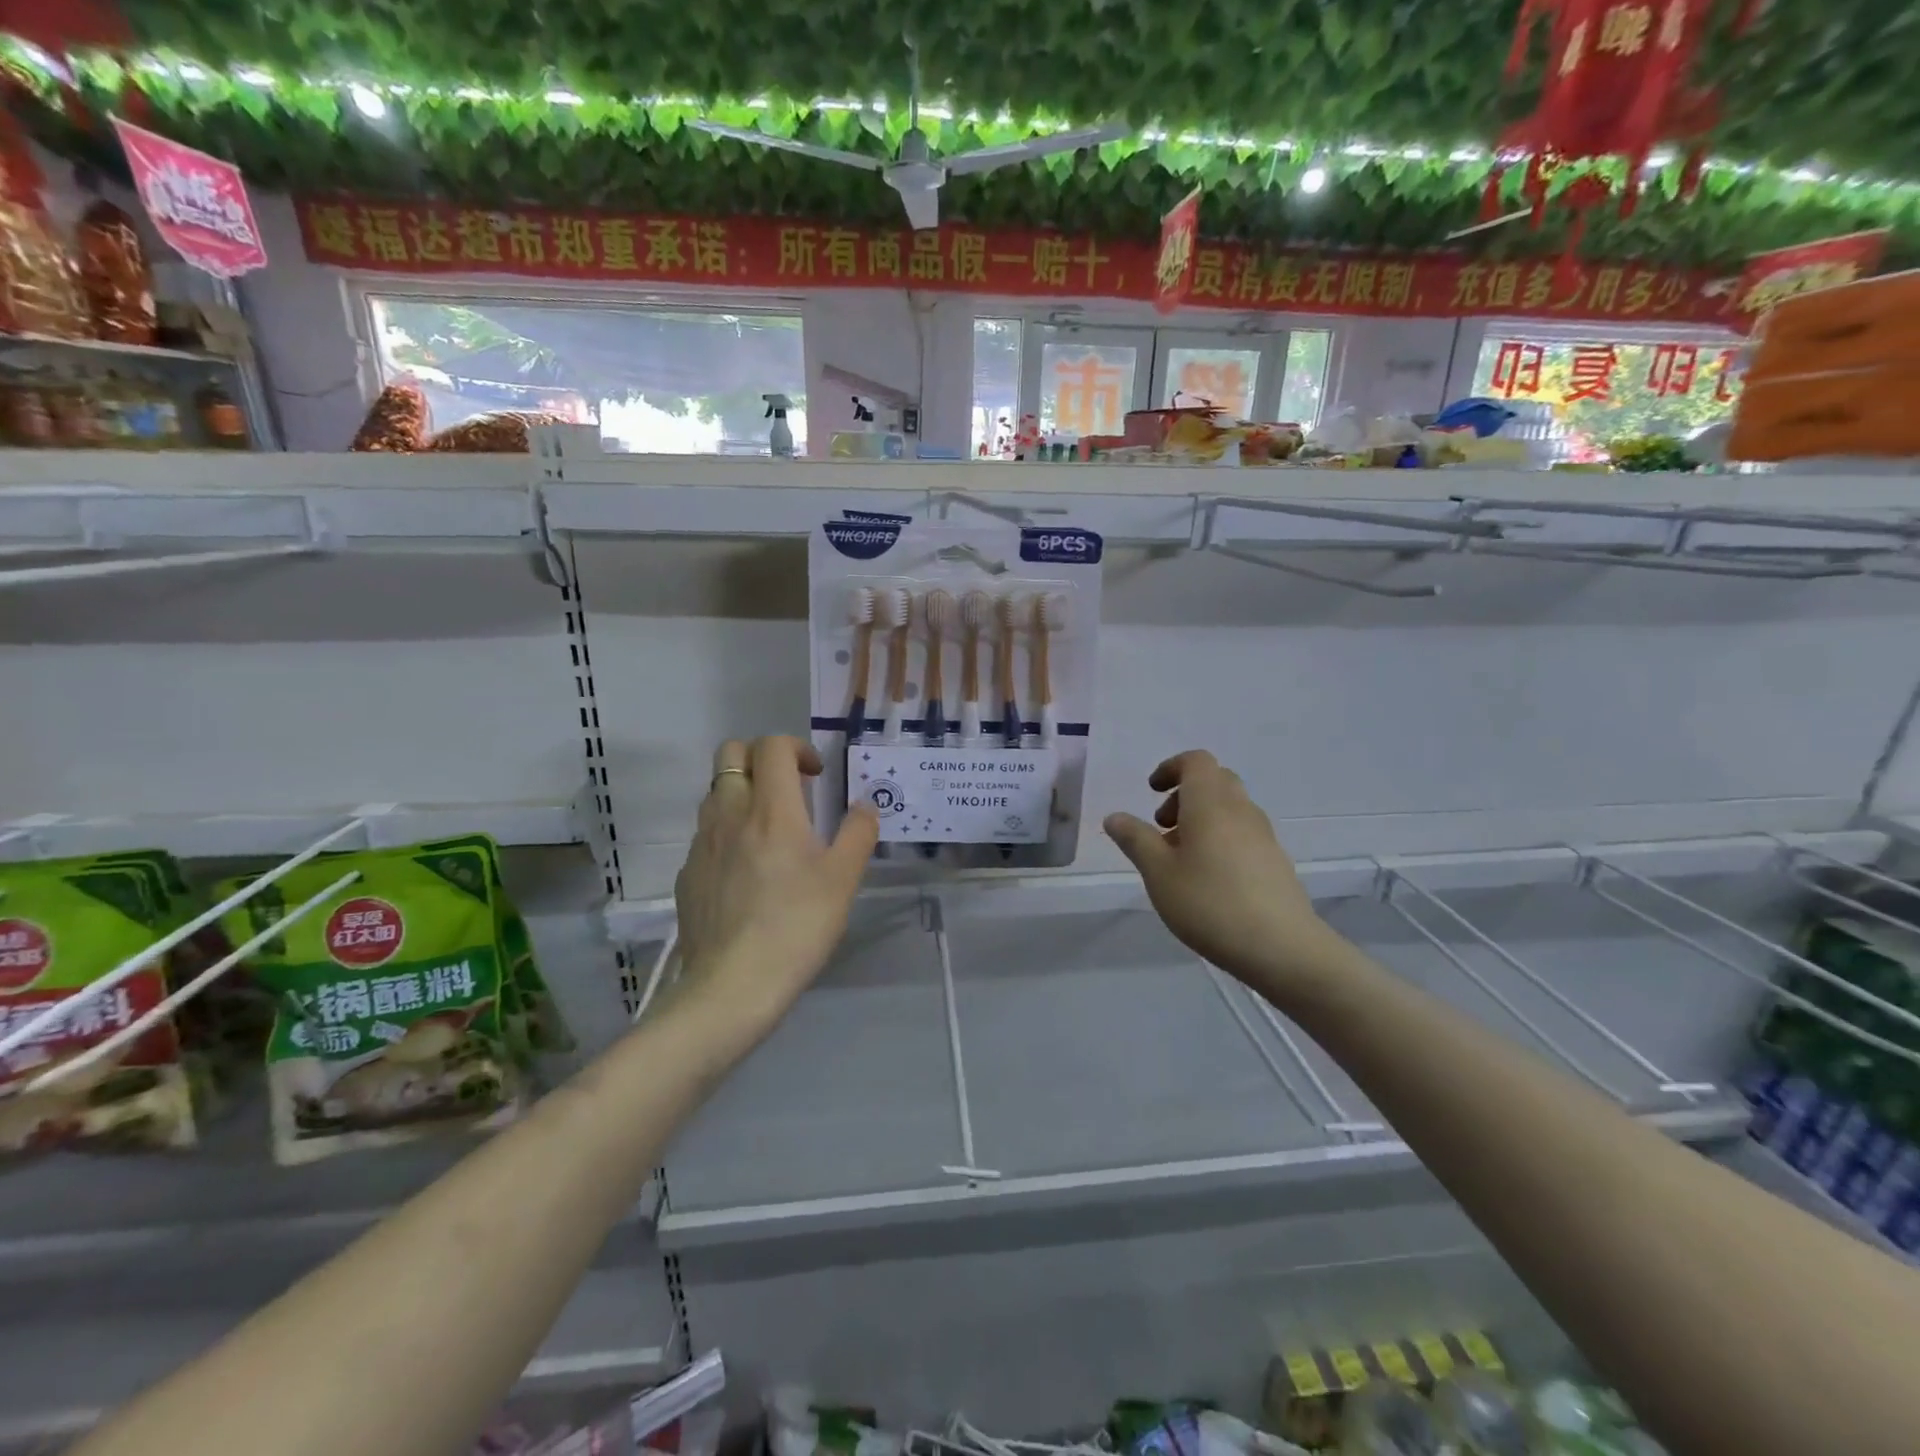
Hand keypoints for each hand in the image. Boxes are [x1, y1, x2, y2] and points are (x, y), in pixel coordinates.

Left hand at [674, 737, 877, 1024]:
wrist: (732, 985)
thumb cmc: (797, 925)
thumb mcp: (844, 880)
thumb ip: (858, 833)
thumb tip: (864, 805)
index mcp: (771, 809)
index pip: (772, 746)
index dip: (797, 748)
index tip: (816, 776)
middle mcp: (729, 814)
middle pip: (731, 753)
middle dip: (761, 757)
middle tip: (788, 788)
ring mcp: (701, 843)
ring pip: (715, 792)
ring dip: (742, 792)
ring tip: (769, 829)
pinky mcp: (687, 873)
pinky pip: (705, 833)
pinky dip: (727, 832)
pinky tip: (746, 871)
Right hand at [1104, 750, 1332, 985]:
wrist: (1281, 947)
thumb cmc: (1209, 903)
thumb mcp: (1158, 873)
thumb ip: (1135, 839)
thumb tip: (1115, 816)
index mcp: (1210, 803)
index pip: (1196, 761)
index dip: (1171, 768)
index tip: (1151, 792)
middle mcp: (1240, 810)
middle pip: (1215, 780)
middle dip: (1184, 794)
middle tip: (1162, 826)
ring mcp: (1263, 835)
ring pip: (1229, 808)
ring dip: (1201, 818)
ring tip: (1179, 859)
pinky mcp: (1275, 861)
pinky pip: (1242, 833)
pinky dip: (1220, 838)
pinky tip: (1207, 879)